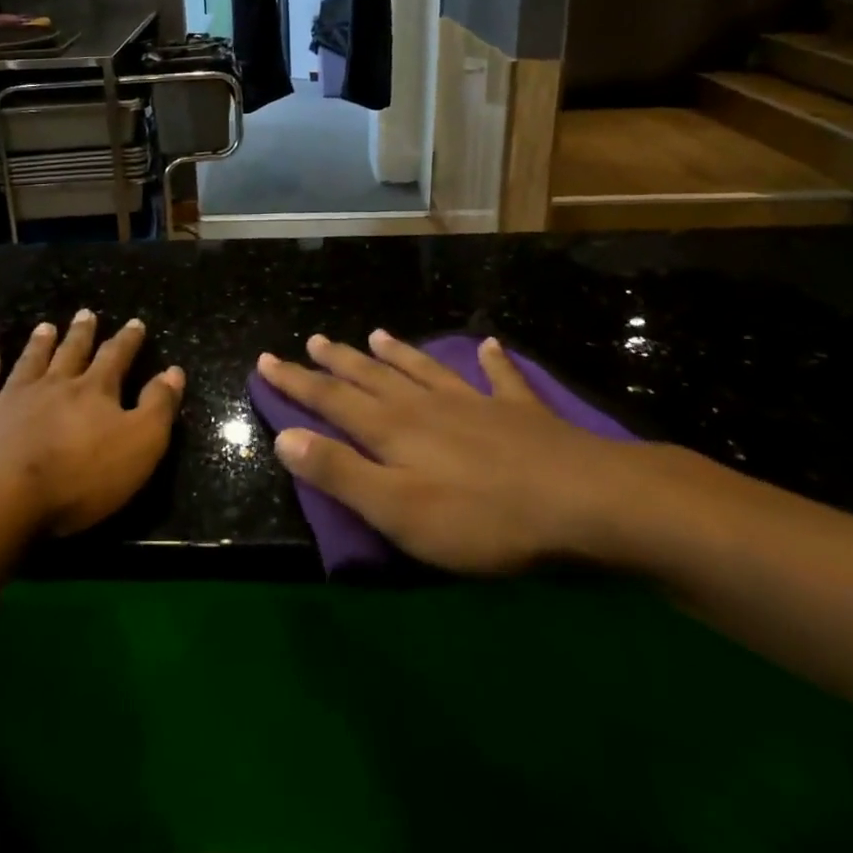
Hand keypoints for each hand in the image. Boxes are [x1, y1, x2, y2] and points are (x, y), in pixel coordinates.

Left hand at [0, 311, 183, 537]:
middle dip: (81, 334)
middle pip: (70, 353)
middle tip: (85, 314)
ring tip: (45, 326)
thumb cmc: (77, 478)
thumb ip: (158, 407)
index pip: (115, 358)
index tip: (135, 322)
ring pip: (29, 362)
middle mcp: (52, 385)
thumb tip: (174, 370)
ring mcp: (9, 398)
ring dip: (39, 344)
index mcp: (93, 392)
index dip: (127, 341)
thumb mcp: (139, 446)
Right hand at [257, 331, 641, 573]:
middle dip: (337, 361)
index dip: (296, 382)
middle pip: (372, 377)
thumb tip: (285, 438)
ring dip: (397, 353)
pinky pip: (499, 378)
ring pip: (424, 370)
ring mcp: (475, 403)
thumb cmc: (483, 518)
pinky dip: (491, 361)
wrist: (585, 502)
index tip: (267, 360)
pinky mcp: (519, 413)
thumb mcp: (399, 510)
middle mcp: (426, 406)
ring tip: (374, 334)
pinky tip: (488, 345)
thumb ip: (341, 473)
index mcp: (393, 430)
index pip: (331, 400)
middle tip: (313, 339)